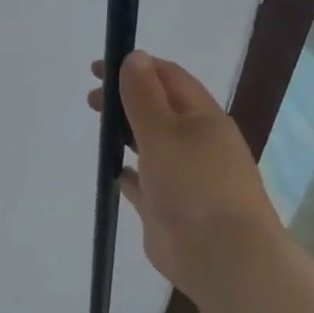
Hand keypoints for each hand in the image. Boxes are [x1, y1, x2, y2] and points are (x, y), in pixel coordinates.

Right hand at [88, 50, 285, 297]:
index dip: (135, 67)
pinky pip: (145, 182)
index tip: (99, 69)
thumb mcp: (164, 132)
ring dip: (127, 132)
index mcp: (203, 118)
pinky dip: (129, 171)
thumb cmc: (194, 184)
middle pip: (159, 110)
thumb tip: (134, 56)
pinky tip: (113, 170)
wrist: (221, 255)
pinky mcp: (169, 207)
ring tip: (100, 129)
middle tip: (92, 100)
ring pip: (152, 145)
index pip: (169, 78)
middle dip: (127, 99)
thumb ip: (144, 96)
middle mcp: (196, 143)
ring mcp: (184, 177)